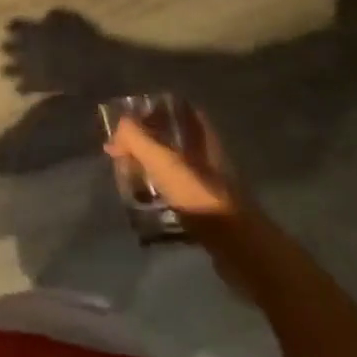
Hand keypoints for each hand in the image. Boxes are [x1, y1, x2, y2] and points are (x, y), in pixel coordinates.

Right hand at [104, 106, 240, 219]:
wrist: (238, 247)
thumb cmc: (200, 195)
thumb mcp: (162, 161)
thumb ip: (136, 138)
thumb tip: (119, 127)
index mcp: (202, 135)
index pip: (179, 110)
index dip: (155, 110)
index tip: (131, 119)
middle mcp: (209, 154)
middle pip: (175, 138)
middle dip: (148, 141)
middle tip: (122, 151)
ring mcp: (211, 183)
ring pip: (176, 166)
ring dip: (153, 169)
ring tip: (129, 176)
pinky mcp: (209, 210)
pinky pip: (179, 192)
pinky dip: (161, 193)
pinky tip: (146, 202)